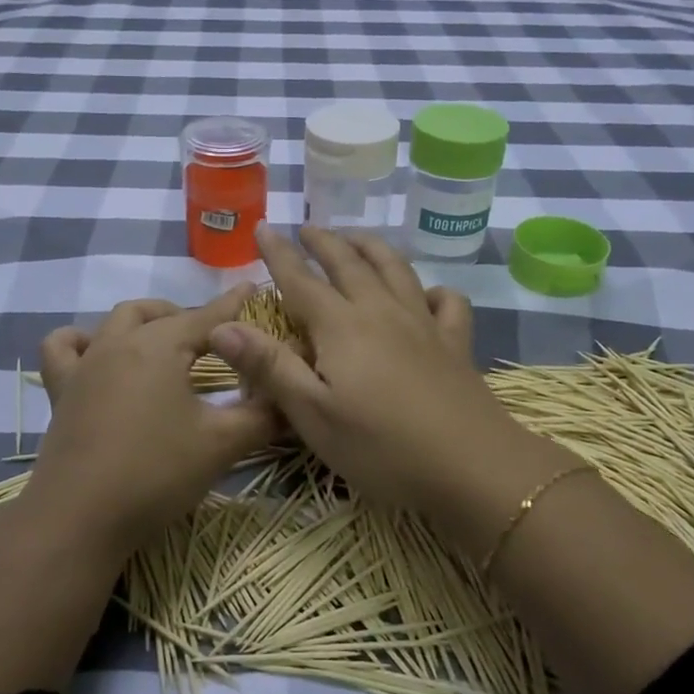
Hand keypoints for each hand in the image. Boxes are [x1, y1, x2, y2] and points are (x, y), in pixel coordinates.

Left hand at [26, 285, 280, 552]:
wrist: (80, 517)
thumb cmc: (156, 473)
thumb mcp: (221, 444)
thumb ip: (263, 416)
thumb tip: (292, 400)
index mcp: (160, 346)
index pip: (206, 317)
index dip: (233, 304)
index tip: (252, 288)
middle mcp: (119, 344)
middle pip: (159, 314)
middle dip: (189, 316)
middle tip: (213, 340)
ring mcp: (85, 366)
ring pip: (114, 322)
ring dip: (143, 321)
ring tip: (161, 341)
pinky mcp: (62, 392)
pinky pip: (63, 349)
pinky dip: (81, 342)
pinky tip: (97, 356)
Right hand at [207, 225, 553, 529]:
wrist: (471, 466)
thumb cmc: (381, 447)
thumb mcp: (313, 415)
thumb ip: (269, 367)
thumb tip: (222, 326)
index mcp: (341, 327)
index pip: (301, 280)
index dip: (279, 254)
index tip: (263, 227)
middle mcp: (381, 312)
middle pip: (349, 264)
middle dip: (324, 242)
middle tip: (307, 228)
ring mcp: (423, 324)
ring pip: (395, 270)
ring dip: (371, 248)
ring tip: (356, 239)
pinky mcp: (455, 343)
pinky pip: (447, 302)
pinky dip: (433, 289)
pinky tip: (425, 294)